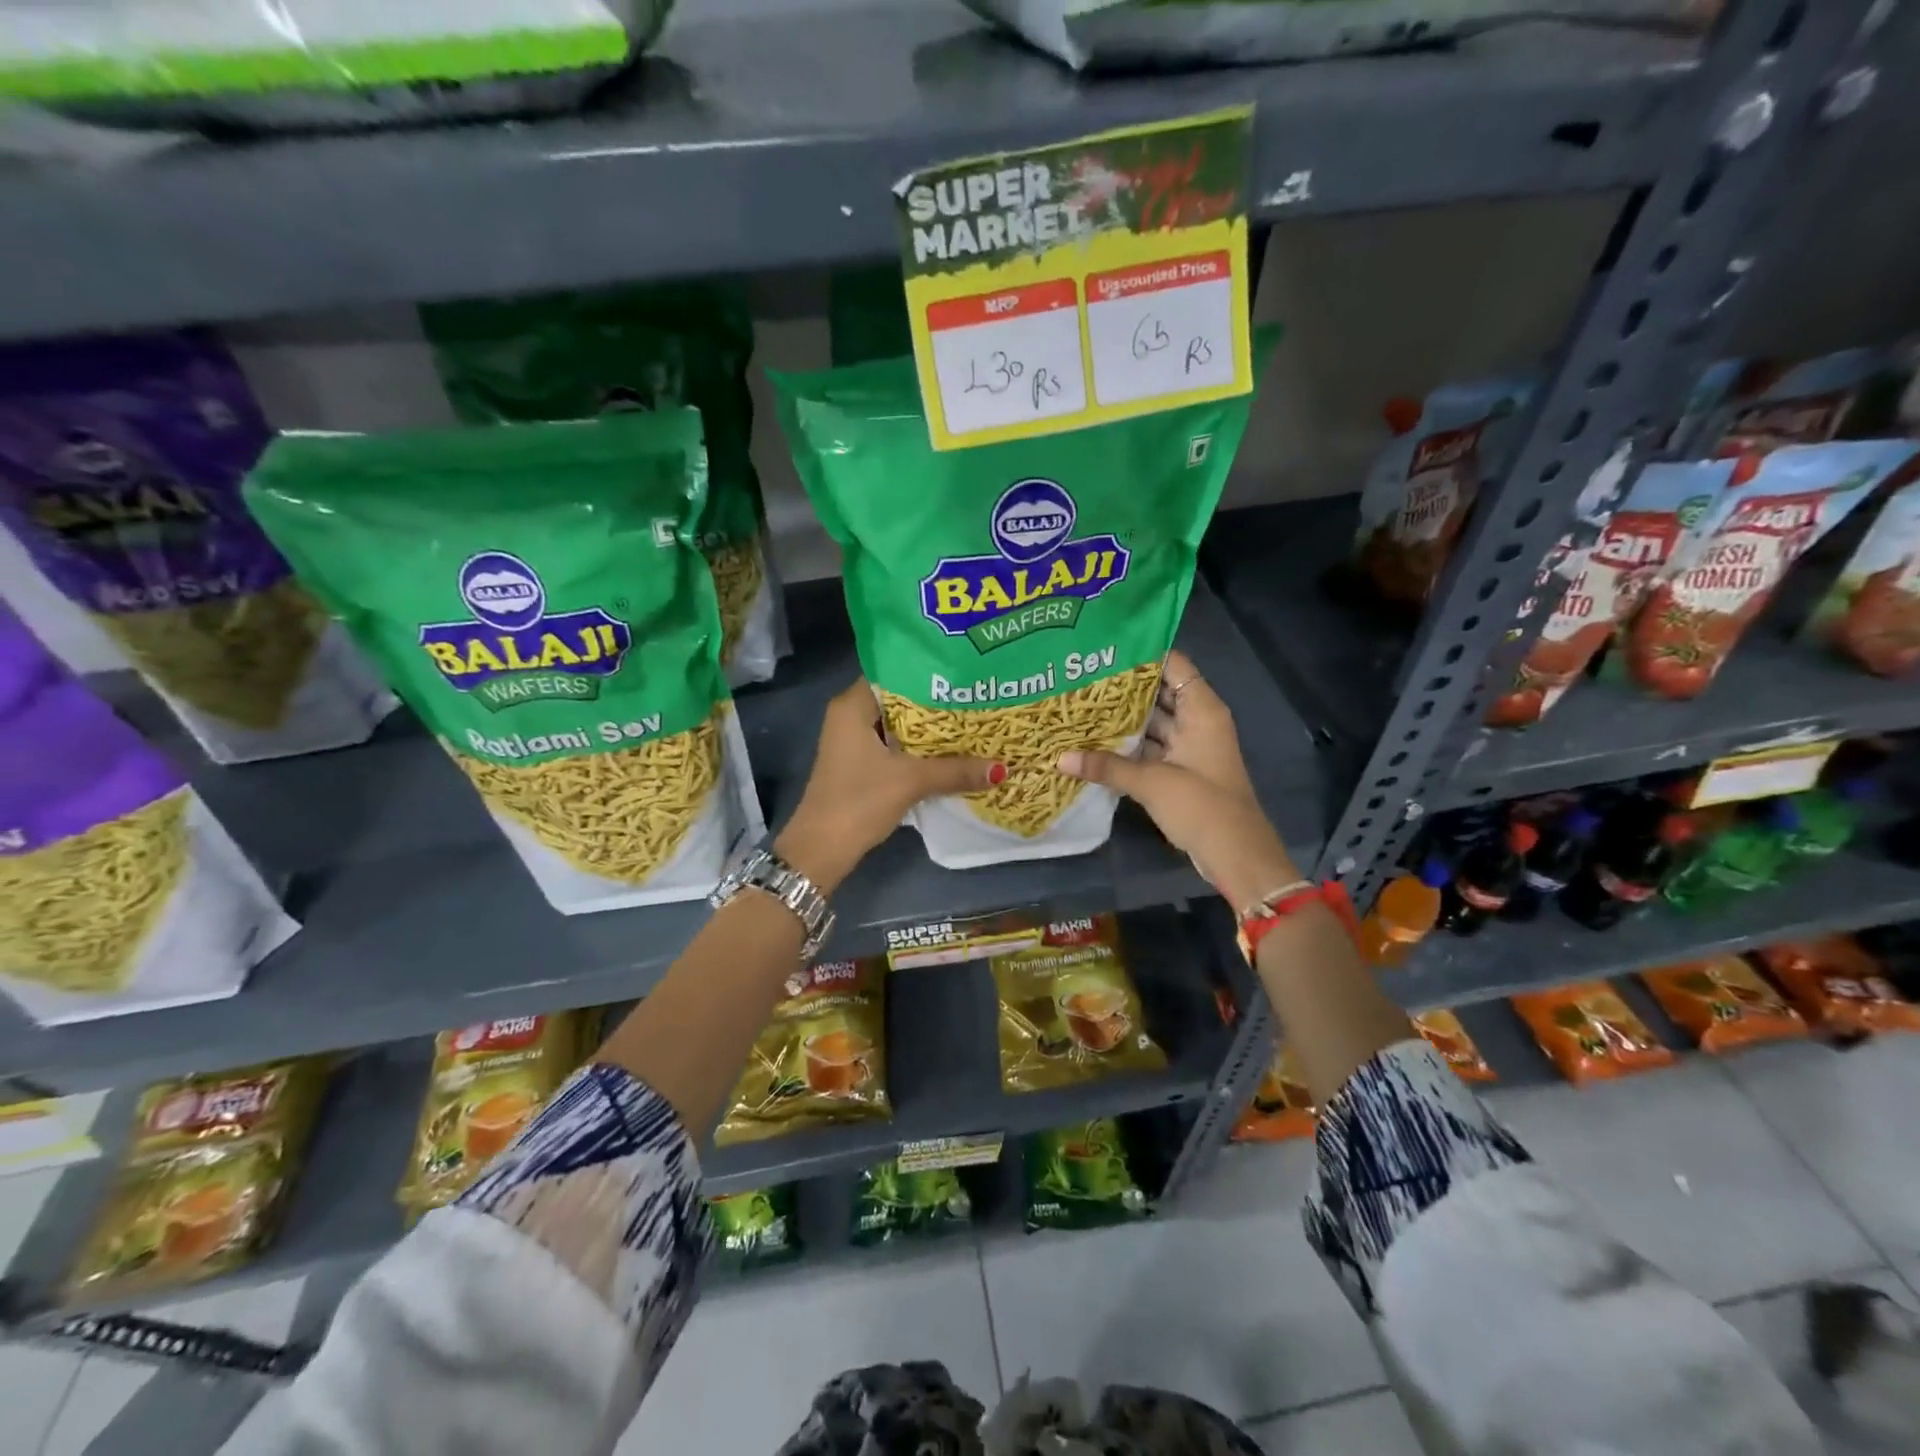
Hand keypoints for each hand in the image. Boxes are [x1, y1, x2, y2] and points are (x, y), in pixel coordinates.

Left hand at [776, 678, 999, 892]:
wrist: (822, 848)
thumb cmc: (859, 801)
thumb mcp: (911, 781)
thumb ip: (956, 770)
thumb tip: (1002, 768)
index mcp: (853, 705)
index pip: (894, 671)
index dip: (928, 671)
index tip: (963, 672)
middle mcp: (850, 715)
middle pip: (900, 699)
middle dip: (936, 701)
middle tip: (976, 695)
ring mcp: (854, 740)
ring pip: (899, 724)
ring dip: (930, 727)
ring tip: (972, 719)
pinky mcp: (860, 763)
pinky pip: (896, 744)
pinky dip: (919, 747)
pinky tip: (951, 751)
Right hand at [1056, 649, 1298, 909]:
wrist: (1235, 854)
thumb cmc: (1201, 806)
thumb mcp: (1151, 782)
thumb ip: (1106, 766)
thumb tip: (1060, 758)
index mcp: (1201, 709)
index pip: (1173, 664)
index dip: (1142, 653)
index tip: (1103, 648)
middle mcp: (1196, 720)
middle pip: (1159, 692)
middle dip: (1123, 687)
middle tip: (1081, 676)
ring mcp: (1189, 746)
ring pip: (1152, 722)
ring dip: (1123, 719)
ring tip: (1080, 704)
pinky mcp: (1180, 770)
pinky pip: (1151, 747)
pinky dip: (1128, 745)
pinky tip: (1094, 741)